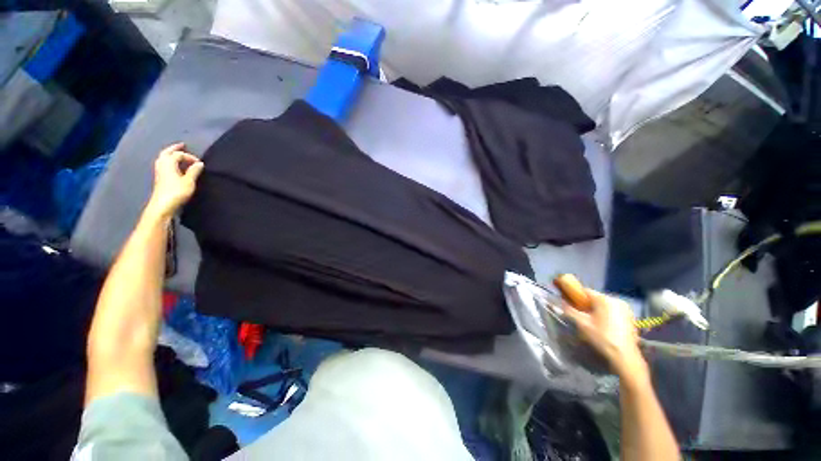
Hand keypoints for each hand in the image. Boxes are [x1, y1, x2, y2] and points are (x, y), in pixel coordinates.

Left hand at [147, 143, 203, 217]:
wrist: (163, 205)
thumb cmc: (176, 192)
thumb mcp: (189, 182)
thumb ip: (194, 171)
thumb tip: (199, 163)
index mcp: (169, 163)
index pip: (179, 154)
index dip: (189, 157)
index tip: (199, 163)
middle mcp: (162, 165)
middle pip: (167, 153)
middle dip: (174, 148)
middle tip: (182, 145)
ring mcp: (159, 171)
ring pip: (163, 158)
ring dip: (170, 154)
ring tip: (177, 154)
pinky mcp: (160, 178)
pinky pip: (163, 164)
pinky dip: (169, 161)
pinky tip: (174, 165)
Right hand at [564, 290, 647, 379]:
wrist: (625, 358)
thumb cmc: (601, 338)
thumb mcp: (581, 323)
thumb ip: (569, 310)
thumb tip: (560, 301)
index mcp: (604, 299)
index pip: (584, 291)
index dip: (574, 295)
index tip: (569, 302)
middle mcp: (617, 300)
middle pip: (595, 298)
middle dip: (586, 304)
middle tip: (580, 315)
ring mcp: (626, 309)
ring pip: (605, 305)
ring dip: (596, 310)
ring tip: (592, 322)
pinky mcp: (631, 318)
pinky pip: (613, 311)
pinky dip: (606, 315)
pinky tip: (604, 327)